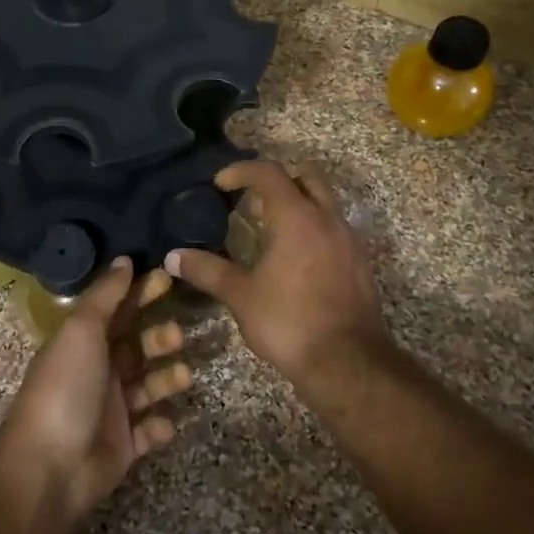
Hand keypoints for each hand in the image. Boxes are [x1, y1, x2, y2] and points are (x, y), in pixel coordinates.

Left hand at [0, 258, 191, 526]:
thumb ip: (105, 296)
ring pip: (148, 386)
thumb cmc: (66, 388)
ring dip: (167, 379)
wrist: (49, 466)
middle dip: (160, 337)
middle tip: (177, 334)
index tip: (169, 278)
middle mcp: (98, 371)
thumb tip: (124, 259)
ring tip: (182, 376)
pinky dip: (160, 426)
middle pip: (137, 346)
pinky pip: (149, 430)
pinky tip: (163, 423)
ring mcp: (111, 409)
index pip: (118, 310)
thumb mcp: (82, 330)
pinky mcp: (123, 445)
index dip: (141, 293)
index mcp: (84, 342)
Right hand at [166, 159, 388, 393]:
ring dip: (298, 203)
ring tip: (270, 230)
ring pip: (325, 201)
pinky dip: (314, 228)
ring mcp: (349, 239)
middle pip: (306, 175)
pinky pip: (335, 228)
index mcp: (296, 217)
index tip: (220, 183)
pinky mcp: (360, 263)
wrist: (348, 363)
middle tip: (252, 199)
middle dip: (278, 178)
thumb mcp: (240, 296)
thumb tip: (173, 257)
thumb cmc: (289, 322)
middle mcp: (327, 218)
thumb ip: (207, 270)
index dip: (241, 170)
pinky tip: (295, 259)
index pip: (268, 172)